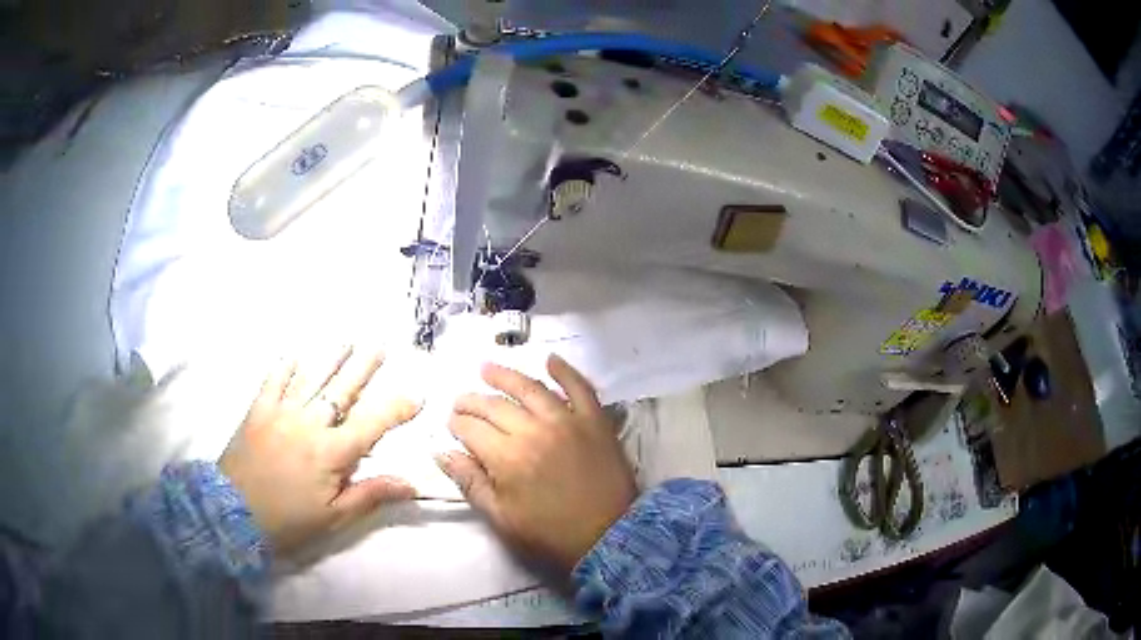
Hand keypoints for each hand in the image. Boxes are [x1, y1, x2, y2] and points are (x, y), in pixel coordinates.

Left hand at [220, 347, 419, 555]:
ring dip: (330, 359)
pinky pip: (273, 381)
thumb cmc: (288, 520)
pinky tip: (294, 355)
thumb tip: (410, 483)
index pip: (372, 424)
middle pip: (342, 390)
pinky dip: (285, 367)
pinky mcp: (257, 411)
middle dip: (364, 367)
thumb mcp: (333, 517)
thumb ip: (370, 495)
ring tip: (347, 341)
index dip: (397, 409)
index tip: (417, 396)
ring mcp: (280, 413)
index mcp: (331, 453)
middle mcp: (308, 424)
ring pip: (311, 379)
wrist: (232, 513)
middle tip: (380, 344)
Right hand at [437, 355, 636, 573]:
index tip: (451, 423)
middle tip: (460, 400)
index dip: (457, 424)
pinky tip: (550, 359)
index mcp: (506, 457)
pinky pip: (579, 387)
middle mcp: (533, 430)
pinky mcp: (594, 421)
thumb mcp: (502, 518)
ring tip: (487, 368)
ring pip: (530, 389)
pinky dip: (565, 371)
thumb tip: (442, 453)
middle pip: (494, 406)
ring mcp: (567, 421)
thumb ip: (470, 482)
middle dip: (472, 401)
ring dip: (505, 376)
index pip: (471, 429)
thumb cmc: (550, 535)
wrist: (609, 536)